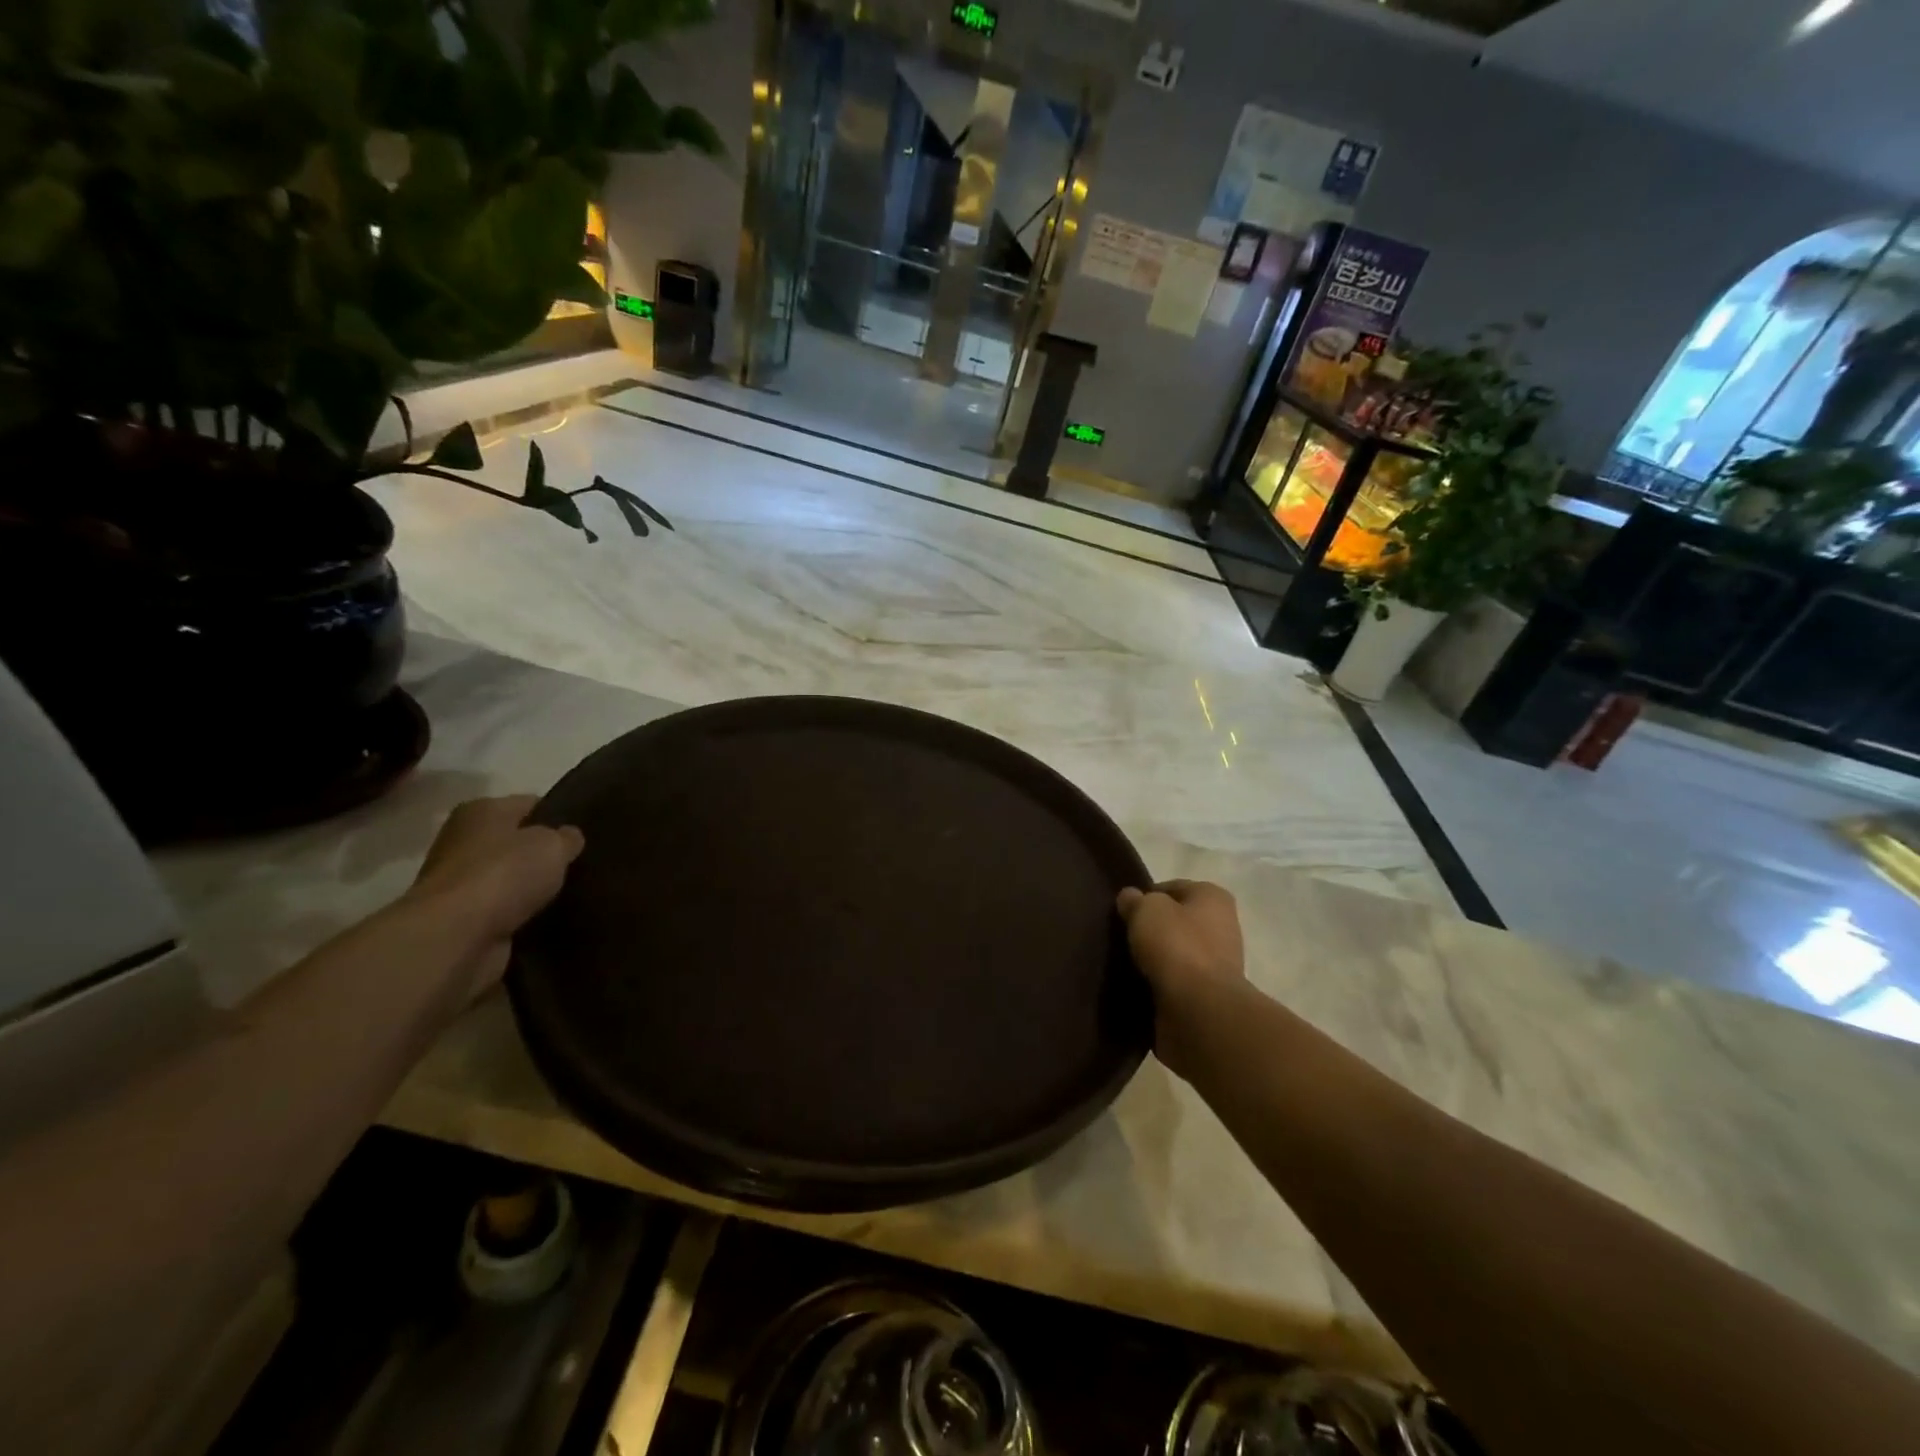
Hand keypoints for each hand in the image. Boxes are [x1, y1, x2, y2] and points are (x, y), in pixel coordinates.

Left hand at [403, 796, 584, 999]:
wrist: (456, 937)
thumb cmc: (504, 874)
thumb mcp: (553, 844)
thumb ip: (567, 837)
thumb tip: (569, 837)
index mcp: (481, 810)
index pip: (531, 805)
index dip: (560, 817)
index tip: (586, 834)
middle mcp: (464, 841)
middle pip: (517, 843)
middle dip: (545, 855)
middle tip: (582, 866)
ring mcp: (459, 882)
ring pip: (511, 879)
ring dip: (534, 888)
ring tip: (572, 894)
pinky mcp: (461, 918)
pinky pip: (504, 910)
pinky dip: (522, 915)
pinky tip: (550, 918)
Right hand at [1116, 880, 1244, 1077]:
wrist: (1199, 1010)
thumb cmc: (1177, 946)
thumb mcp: (1146, 909)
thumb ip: (1135, 900)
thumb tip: (1130, 898)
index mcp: (1213, 898)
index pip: (1172, 888)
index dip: (1146, 896)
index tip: (1123, 911)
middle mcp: (1221, 927)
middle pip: (1175, 922)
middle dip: (1151, 929)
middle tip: (1121, 936)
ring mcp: (1216, 965)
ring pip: (1174, 953)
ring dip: (1153, 959)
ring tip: (1123, 963)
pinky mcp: (1206, 996)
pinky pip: (1174, 982)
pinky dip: (1157, 984)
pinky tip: (1135, 986)